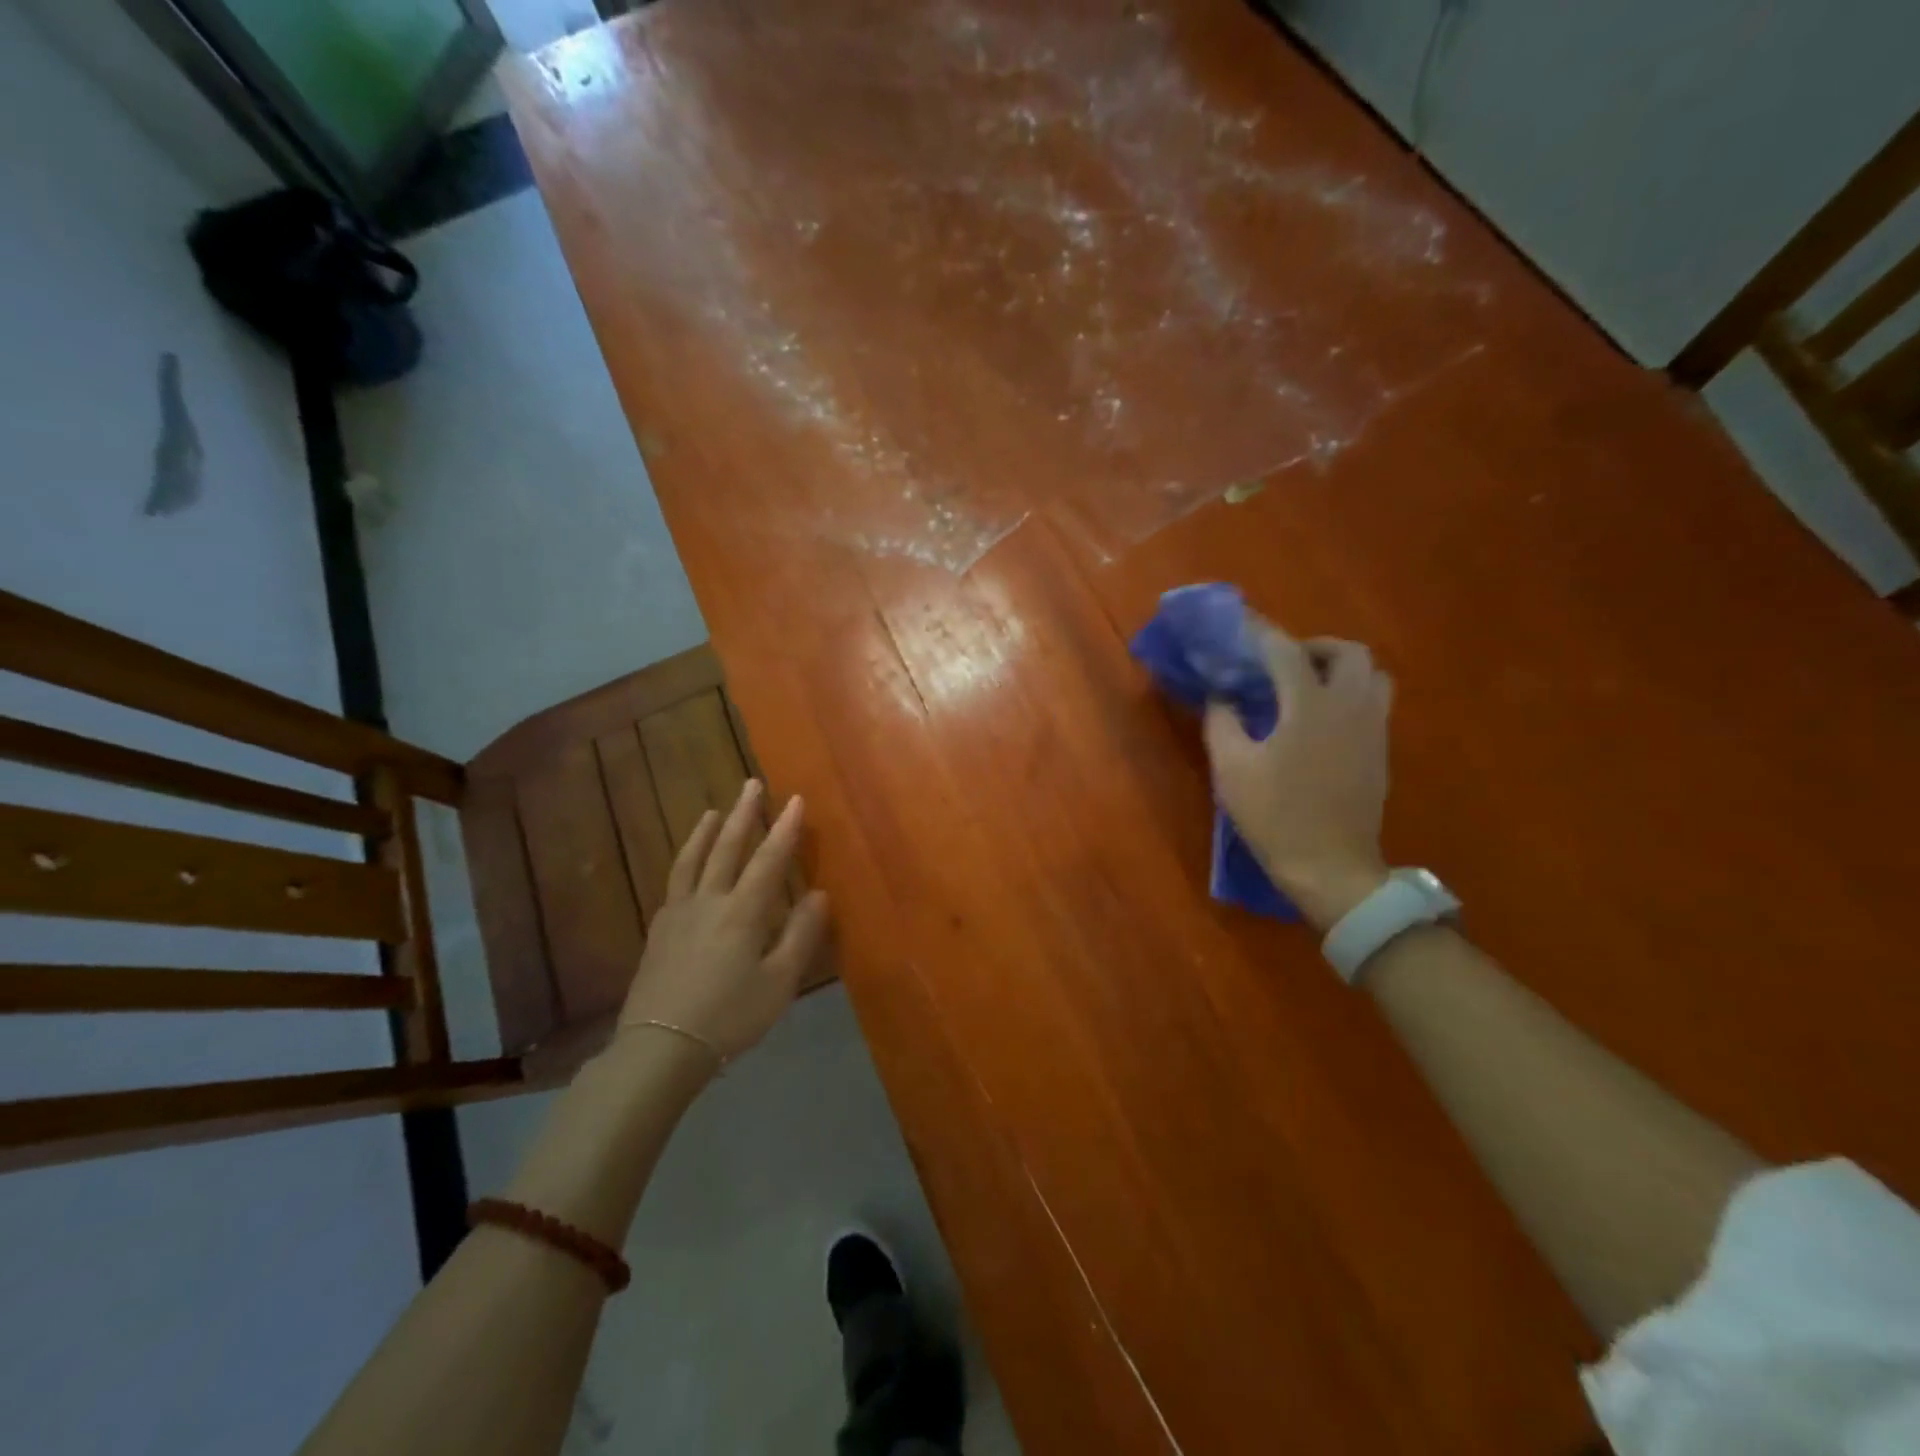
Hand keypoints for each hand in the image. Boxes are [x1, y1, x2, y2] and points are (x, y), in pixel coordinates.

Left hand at [617, 779, 830, 1065]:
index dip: (784, 828)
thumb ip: (801, 935)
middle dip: (743, 814)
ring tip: (712, 811)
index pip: (769, 859)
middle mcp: (709, 901)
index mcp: (743, 912)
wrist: (661, 1048)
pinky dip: (685, 862)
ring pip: (692, 861)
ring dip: (705, 832)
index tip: (795, 799)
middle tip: (751, 785)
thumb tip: (820, 894)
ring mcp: (678, 914)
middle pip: (726, 848)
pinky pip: (674, 883)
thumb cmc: (730, 1017)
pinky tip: (687, 865)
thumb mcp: (779, 982)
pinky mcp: (658, 931)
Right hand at [1204, 623, 1392, 930]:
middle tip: (1283, 662)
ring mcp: (1373, 729)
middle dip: (1314, 646)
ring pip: (1372, 675)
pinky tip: (1322, 720)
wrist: (1331, 868)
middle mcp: (1350, 707)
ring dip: (1340, 668)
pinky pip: (1374, 703)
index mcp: (1310, 706)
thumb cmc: (1275, 817)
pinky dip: (1350, 694)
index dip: (1261, 633)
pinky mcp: (1381, 752)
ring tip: (1307, 686)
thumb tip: (1221, 696)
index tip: (1241, 624)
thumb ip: (1222, 722)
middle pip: (1348, 652)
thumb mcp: (1231, 769)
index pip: (1285, 651)